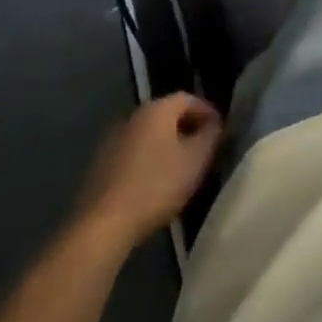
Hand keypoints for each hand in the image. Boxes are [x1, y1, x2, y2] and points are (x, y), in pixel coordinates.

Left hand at [76, 95, 223, 247]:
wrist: (104, 223)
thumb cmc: (157, 185)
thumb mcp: (196, 160)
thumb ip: (211, 135)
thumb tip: (215, 124)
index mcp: (156, 109)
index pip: (188, 98)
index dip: (208, 111)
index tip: (221, 131)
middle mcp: (132, 116)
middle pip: (167, 114)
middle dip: (188, 128)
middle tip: (205, 148)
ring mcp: (112, 139)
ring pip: (149, 134)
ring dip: (168, 144)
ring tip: (183, 167)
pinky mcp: (100, 163)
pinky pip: (134, 151)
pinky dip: (149, 158)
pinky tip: (156, 181)